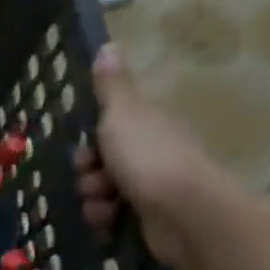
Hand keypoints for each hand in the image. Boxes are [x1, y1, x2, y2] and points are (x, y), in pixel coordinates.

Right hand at [73, 45, 231, 269]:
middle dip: (88, 175)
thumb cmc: (149, 158)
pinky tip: (108, 223)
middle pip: (102, 163)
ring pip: (104, 193)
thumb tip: (108, 45)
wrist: (185, 214)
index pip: (108, 131)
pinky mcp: (151, 220)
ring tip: (102, 207)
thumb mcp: (123, 114)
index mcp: (147, 127)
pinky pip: (114, 219)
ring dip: (93, 200)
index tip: (84, 153)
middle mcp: (152, 155)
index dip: (89, 143)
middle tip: (91, 179)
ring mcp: (153, 190)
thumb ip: (112, 86)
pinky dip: (105, 222)